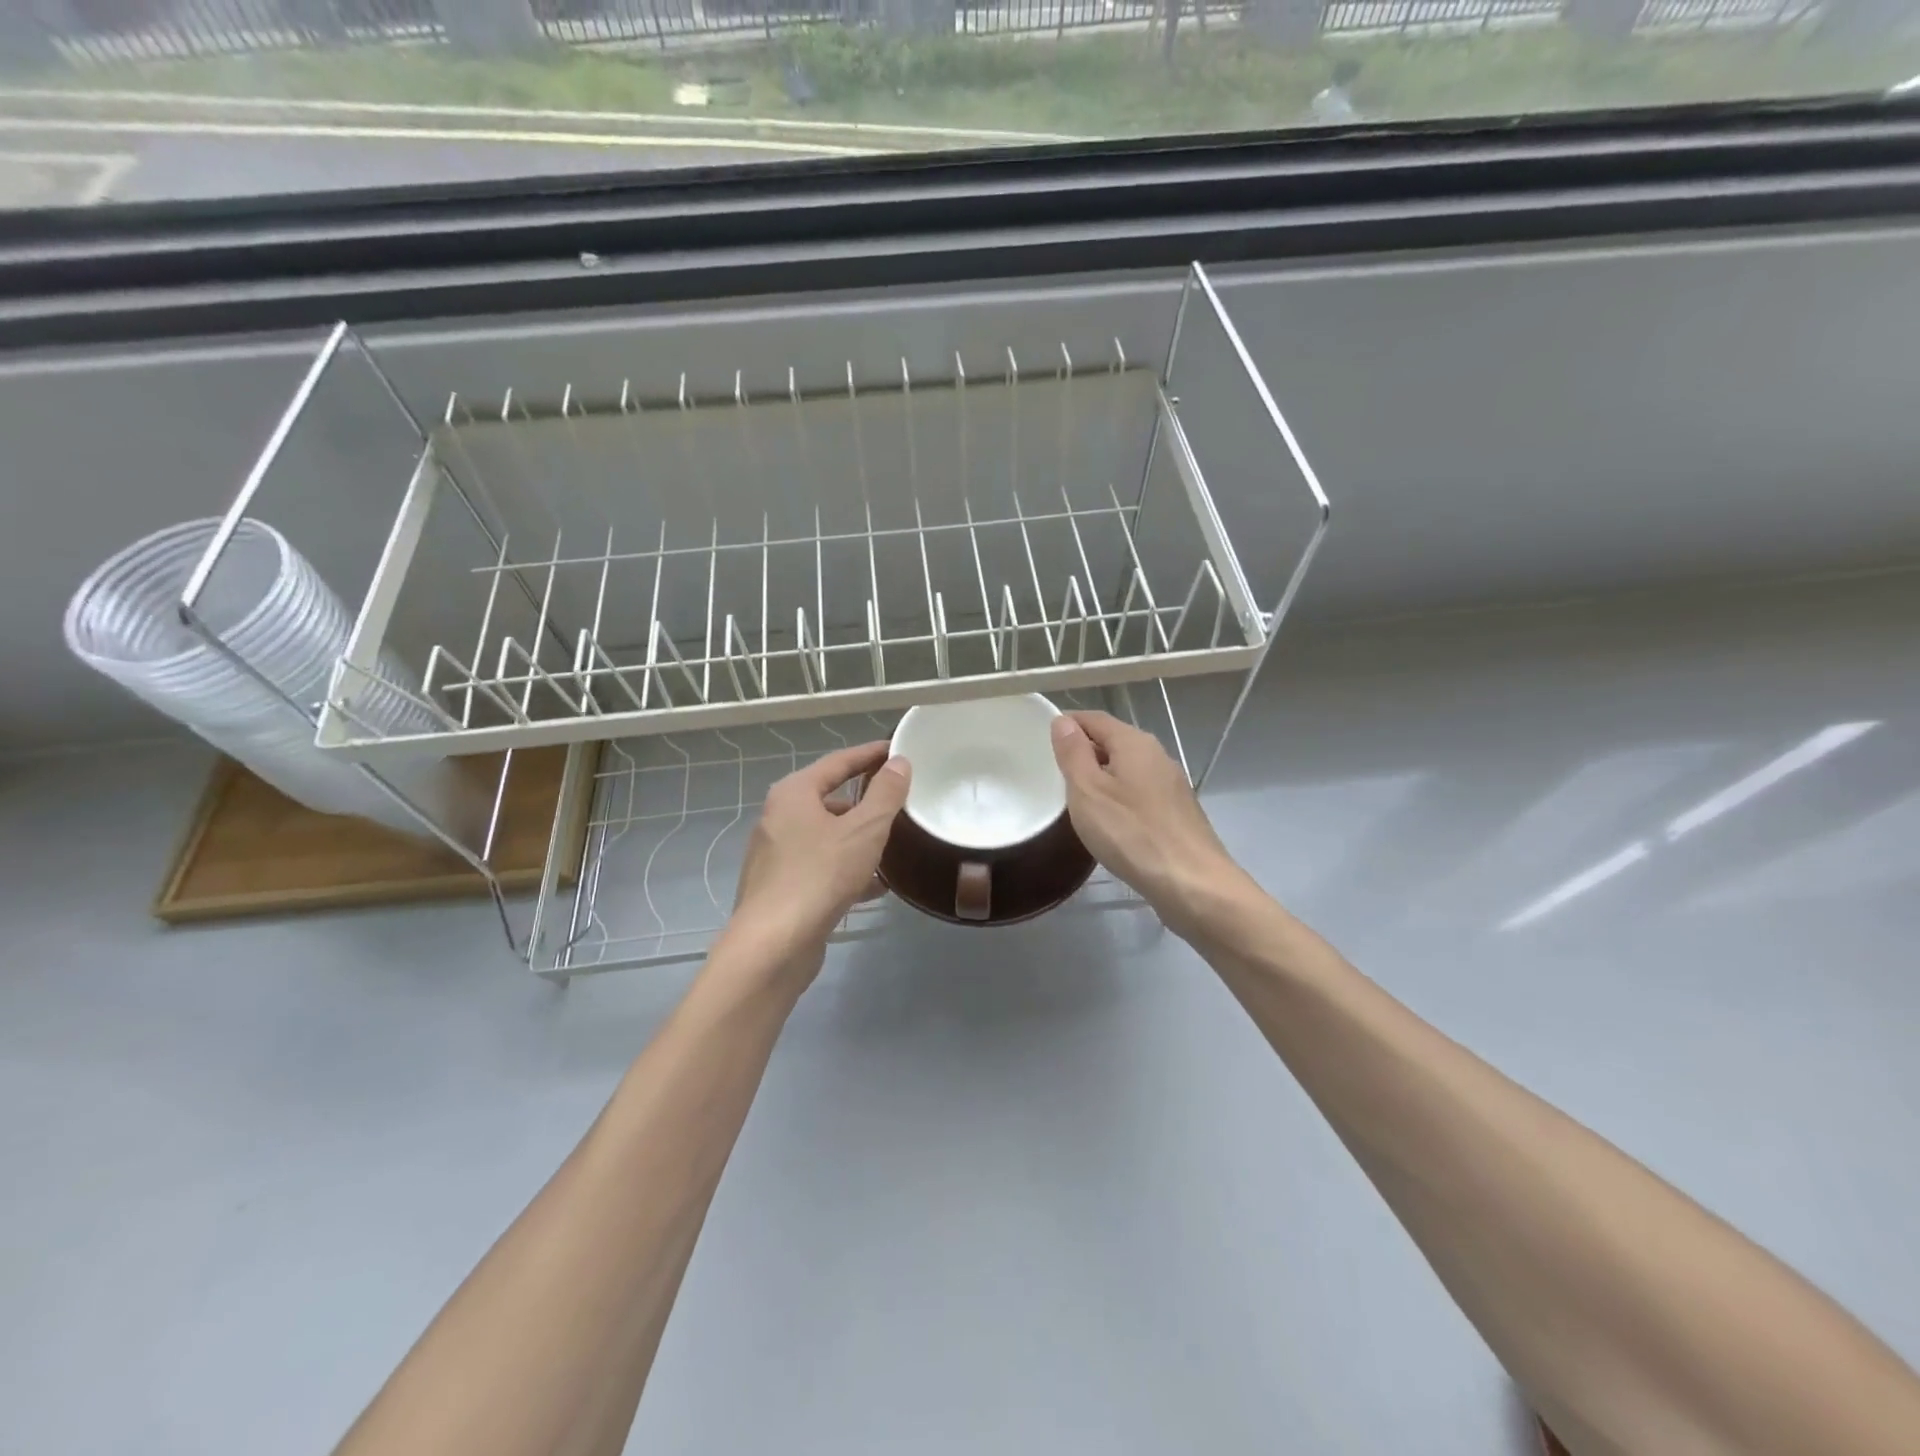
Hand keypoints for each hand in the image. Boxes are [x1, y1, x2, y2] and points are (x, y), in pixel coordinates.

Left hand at [726, 741, 911, 982]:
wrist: (773, 946)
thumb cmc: (820, 876)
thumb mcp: (864, 830)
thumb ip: (885, 794)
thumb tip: (899, 762)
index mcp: (793, 793)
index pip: (838, 762)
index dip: (869, 754)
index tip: (896, 750)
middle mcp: (779, 818)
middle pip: (830, 799)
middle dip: (866, 802)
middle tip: (900, 801)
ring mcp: (777, 855)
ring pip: (827, 836)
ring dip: (859, 838)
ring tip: (894, 845)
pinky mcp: (781, 888)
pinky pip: (821, 866)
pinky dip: (847, 869)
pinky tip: (876, 886)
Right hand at [1050, 711, 1256, 941]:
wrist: (1192, 884)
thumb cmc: (1131, 833)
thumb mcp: (1088, 791)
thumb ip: (1073, 753)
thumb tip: (1063, 722)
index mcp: (1134, 742)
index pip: (1094, 718)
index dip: (1068, 724)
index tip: (1041, 739)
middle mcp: (1157, 755)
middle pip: (1113, 741)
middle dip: (1084, 751)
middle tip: (1054, 773)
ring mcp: (1172, 784)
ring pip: (1128, 769)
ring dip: (1102, 776)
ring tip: (1077, 799)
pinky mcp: (1178, 812)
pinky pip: (1140, 792)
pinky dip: (1120, 797)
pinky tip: (1110, 822)